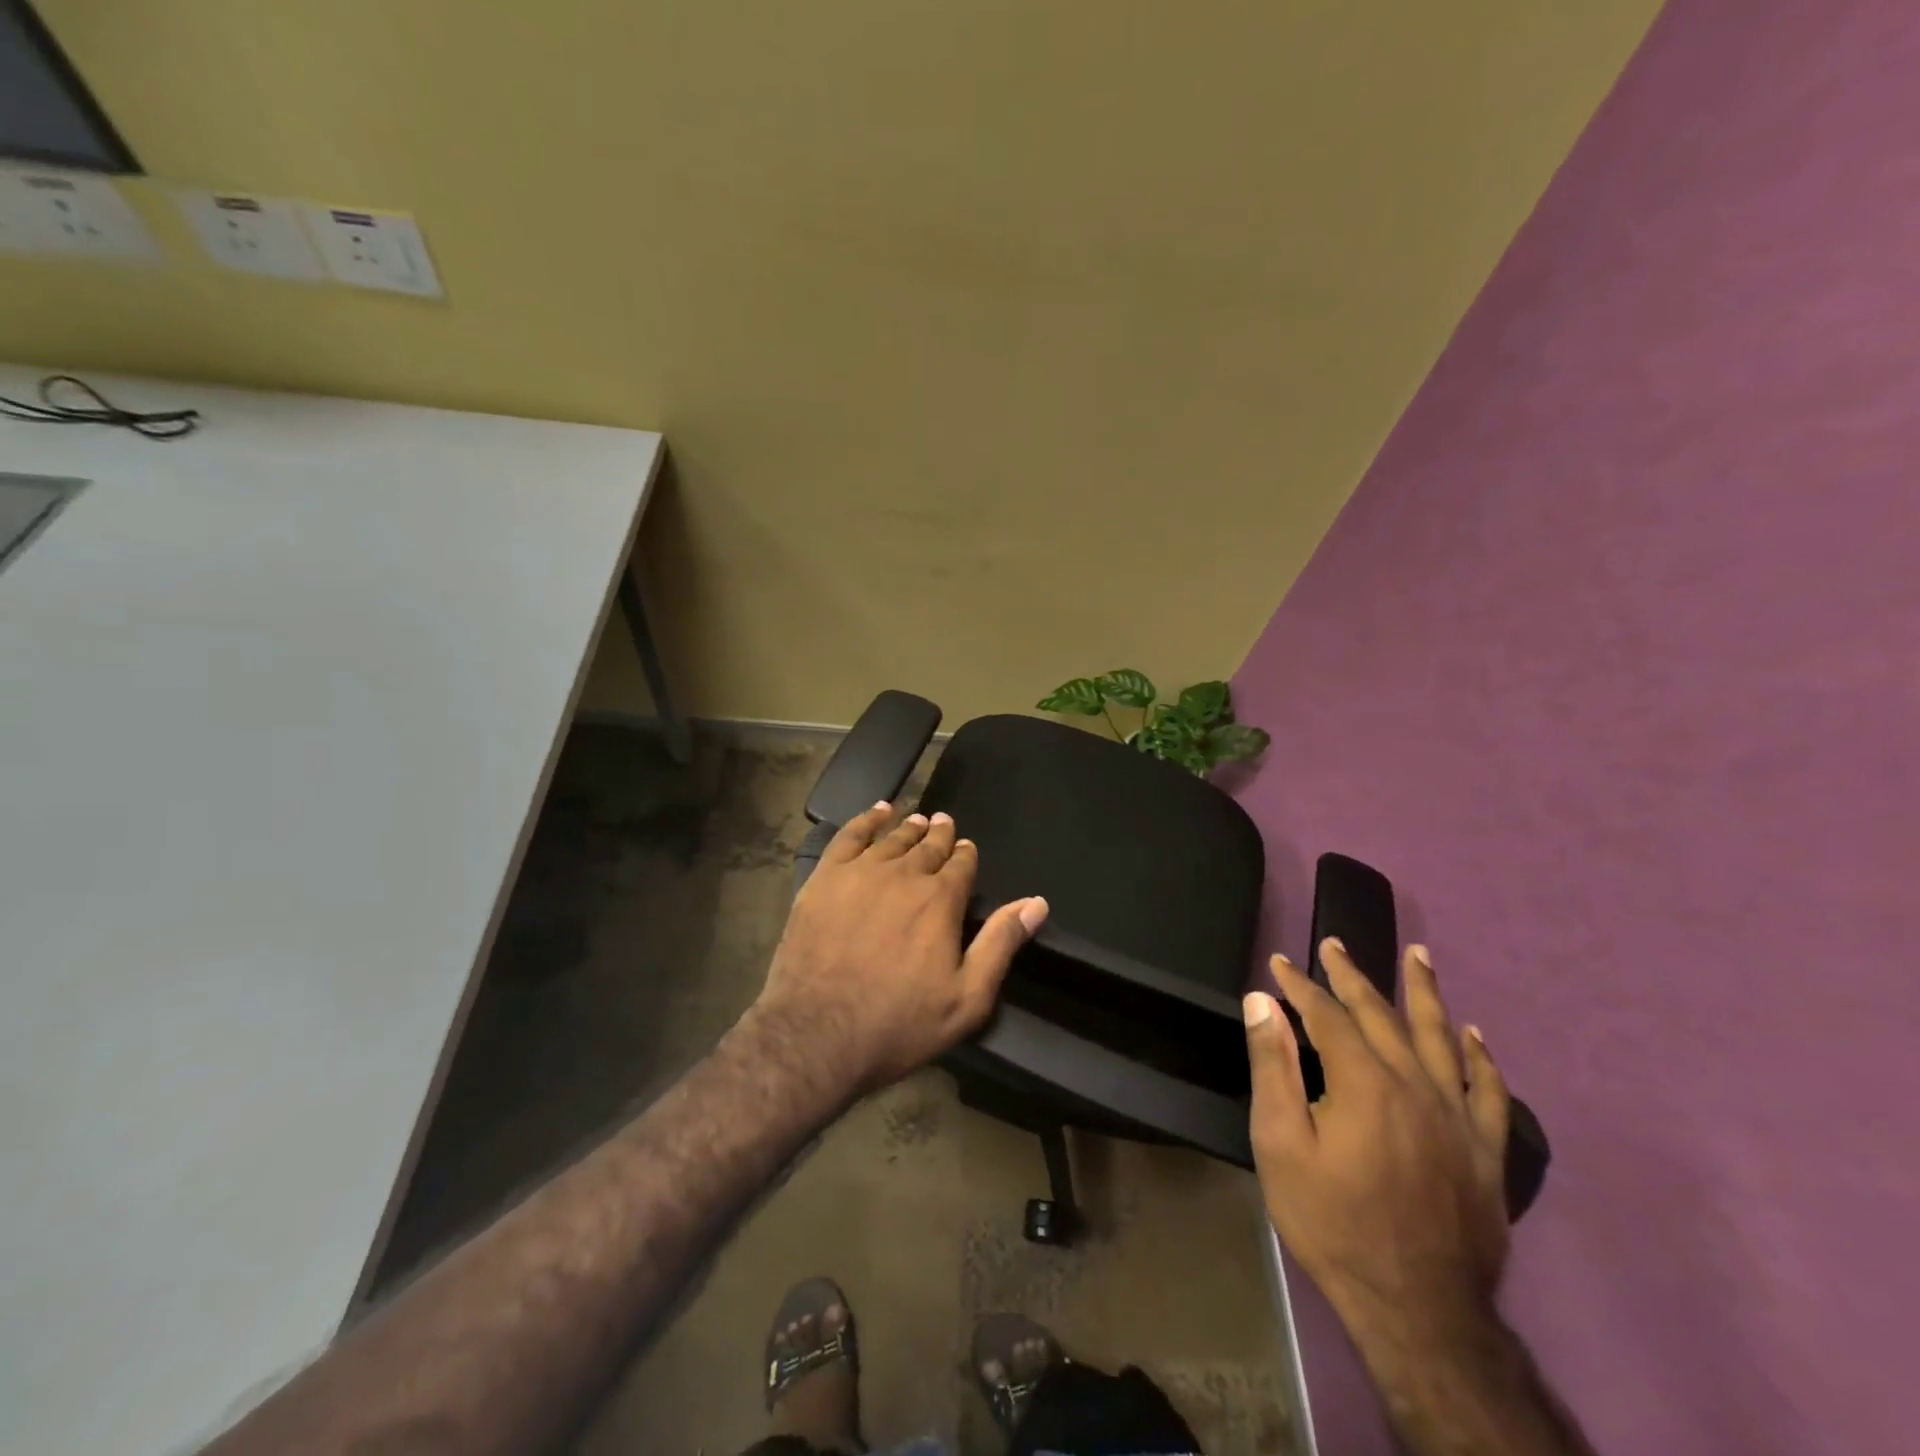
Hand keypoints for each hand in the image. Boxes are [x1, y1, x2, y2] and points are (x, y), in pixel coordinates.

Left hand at [755, 802, 1047, 1093]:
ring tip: (917, 820)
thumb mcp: (966, 998)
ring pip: (892, 839)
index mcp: (940, 901)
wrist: (816, 1033)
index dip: (966, 855)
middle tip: (944, 823)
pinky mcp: (824, 878)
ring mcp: (860, 873)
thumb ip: (1000, 944)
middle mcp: (904, 875)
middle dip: (940, 835)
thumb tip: (1036, 903)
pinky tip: (876, 812)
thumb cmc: (898, 1024)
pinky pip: (849, 836)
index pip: (960, 865)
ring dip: (908, 828)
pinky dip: (866, 820)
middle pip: (927, 846)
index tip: (967, 849)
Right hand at [1243, 940, 1510, 1337]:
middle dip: (1352, 976)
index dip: (1301, 986)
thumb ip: (1273, 1067)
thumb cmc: (1333, 1223)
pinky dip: (1481, 1058)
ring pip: (1441, 1038)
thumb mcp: (1281, 1145)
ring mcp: (1458, 1118)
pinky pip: (1490, 1092)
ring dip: (1426, 993)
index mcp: (1364, 1082)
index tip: (1280, 963)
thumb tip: (1262, 1001)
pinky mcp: (1487, 1152)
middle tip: (1335, 944)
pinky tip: (1474, 1035)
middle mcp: (1416, 1085)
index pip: (1328, 1015)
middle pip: (1381, 1015)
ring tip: (1419, 956)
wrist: (1418, 1310)